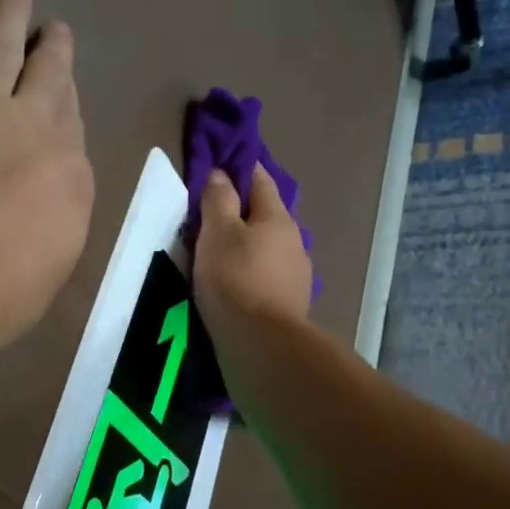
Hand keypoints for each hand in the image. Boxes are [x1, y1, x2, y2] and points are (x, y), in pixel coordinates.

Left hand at [0, 0, 93, 364]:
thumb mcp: (51, 261)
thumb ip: (55, 214)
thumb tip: (48, 190)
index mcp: (68, 174)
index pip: (70, 125)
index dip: (67, 98)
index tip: (64, 83)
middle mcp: (34, 126)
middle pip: (47, 76)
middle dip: (51, 48)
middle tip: (55, 24)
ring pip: (0, 45)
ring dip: (9, 12)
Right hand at [193, 165, 312, 348]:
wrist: (262, 344)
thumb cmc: (235, 279)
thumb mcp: (218, 232)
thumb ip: (218, 200)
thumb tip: (221, 173)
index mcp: (278, 218)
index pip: (260, 180)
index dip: (241, 169)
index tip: (223, 164)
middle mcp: (294, 242)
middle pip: (267, 217)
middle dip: (243, 213)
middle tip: (213, 216)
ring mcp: (296, 276)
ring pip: (269, 249)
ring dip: (249, 247)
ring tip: (222, 256)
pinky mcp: (290, 305)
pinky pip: (268, 278)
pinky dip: (252, 274)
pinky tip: (237, 286)